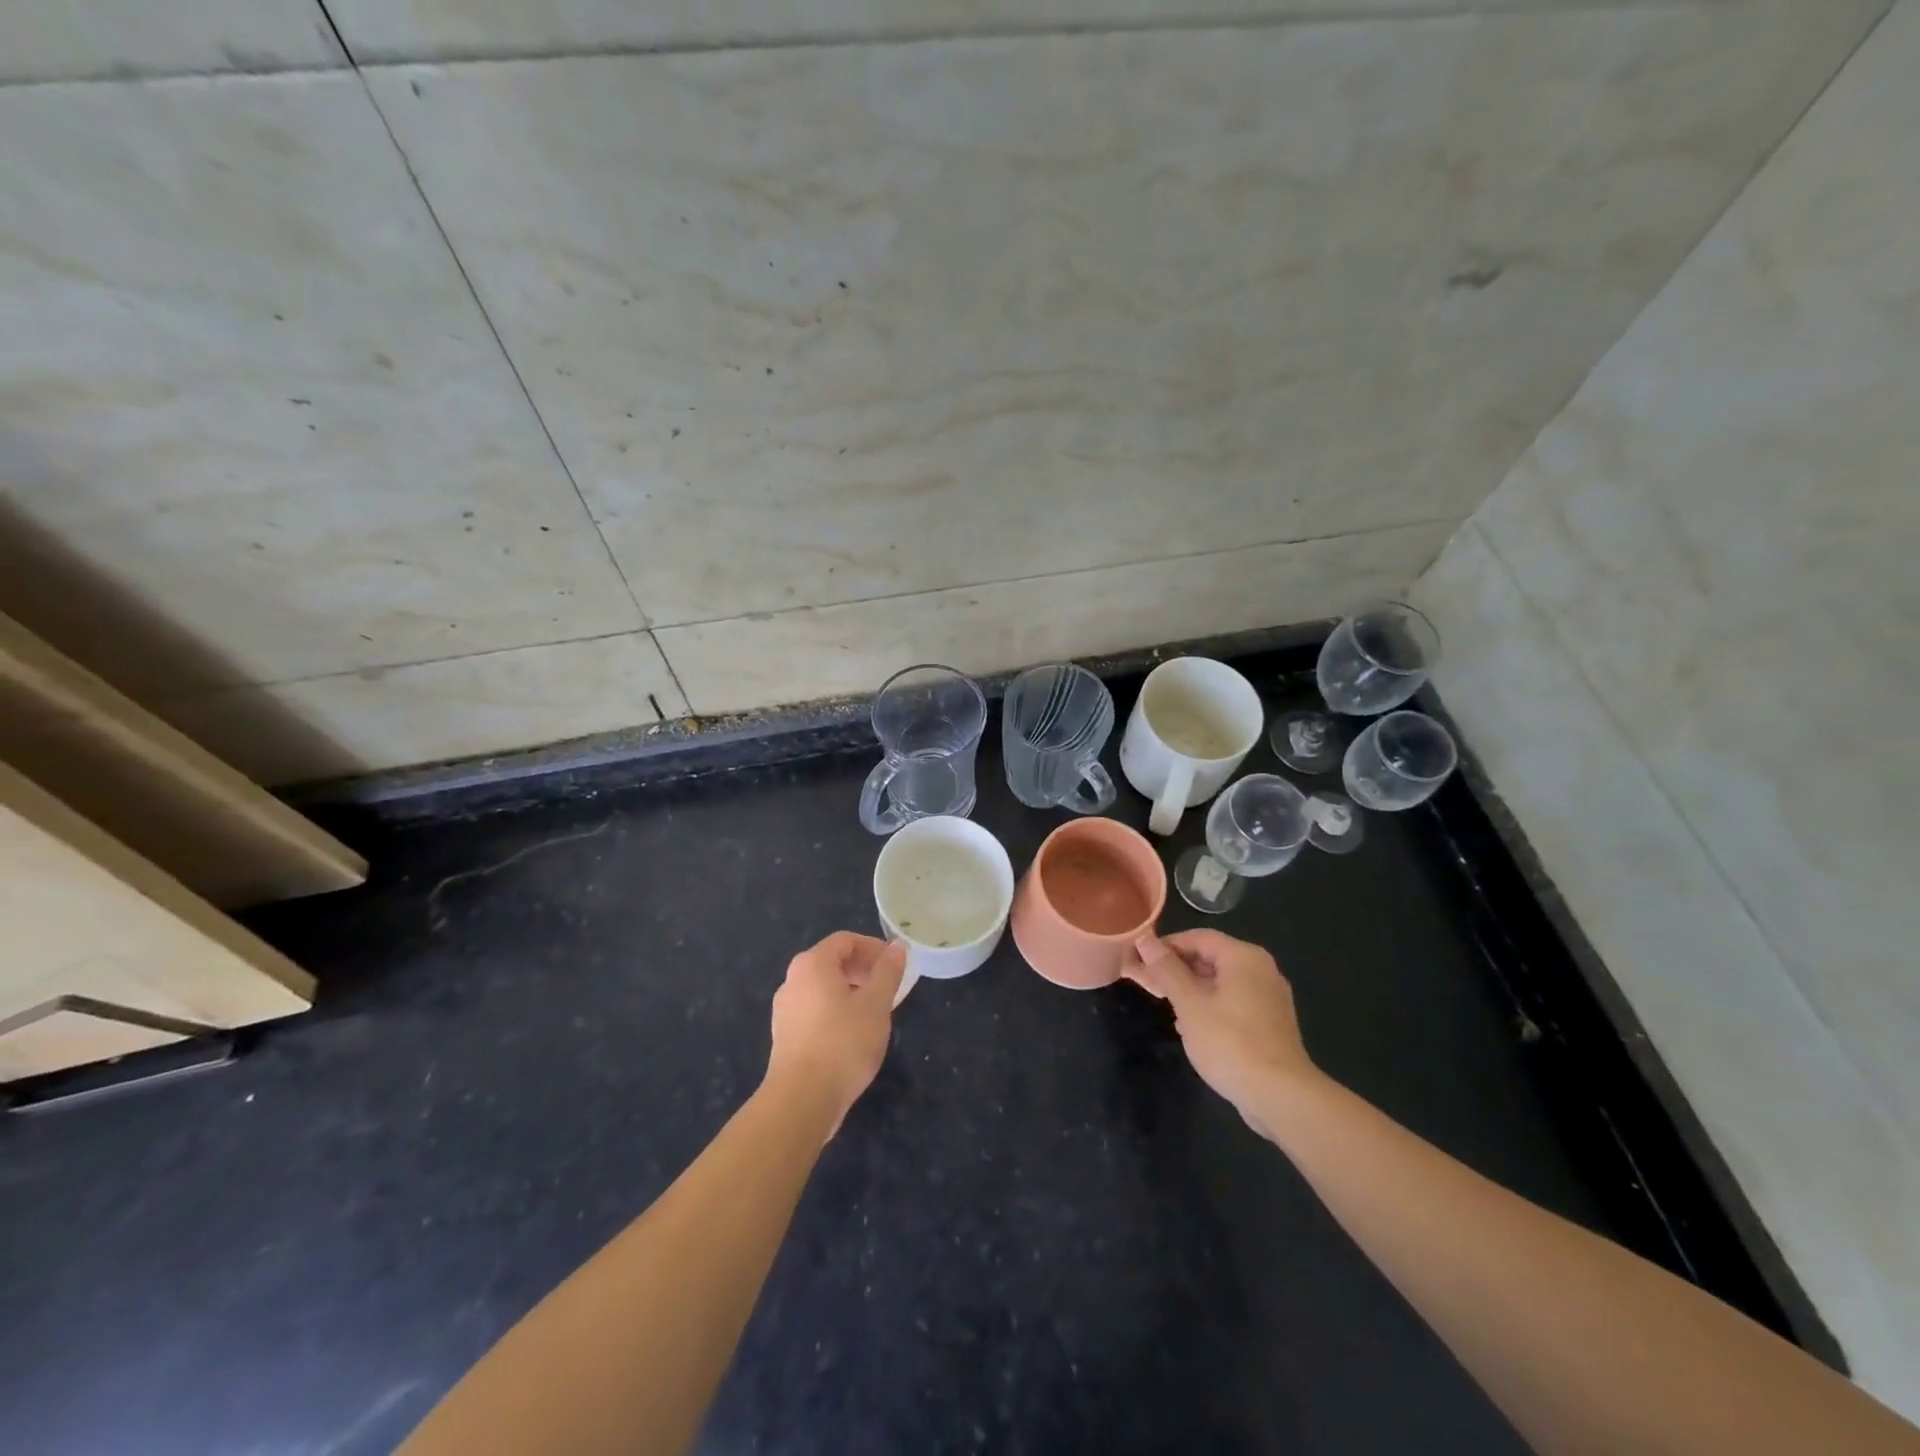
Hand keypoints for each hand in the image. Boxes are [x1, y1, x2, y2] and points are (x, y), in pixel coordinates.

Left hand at [766, 931, 905, 1135]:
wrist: (801, 1100)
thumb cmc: (843, 1043)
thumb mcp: (876, 1003)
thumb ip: (888, 972)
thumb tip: (896, 947)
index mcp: (812, 964)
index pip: (846, 940)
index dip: (874, 948)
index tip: (897, 966)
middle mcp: (793, 980)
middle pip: (833, 963)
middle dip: (864, 971)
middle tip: (890, 989)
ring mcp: (785, 1010)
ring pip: (824, 989)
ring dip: (852, 993)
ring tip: (876, 1014)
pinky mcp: (785, 1037)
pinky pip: (816, 1012)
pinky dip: (837, 1013)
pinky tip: (854, 1037)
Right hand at [1127, 929, 1317, 1136]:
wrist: (1281, 1097)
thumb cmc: (1230, 1043)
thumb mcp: (1190, 1004)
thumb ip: (1167, 970)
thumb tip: (1145, 940)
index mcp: (1244, 957)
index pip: (1198, 937)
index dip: (1166, 945)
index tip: (1140, 960)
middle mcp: (1261, 970)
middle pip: (1211, 957)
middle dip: (1177, 969)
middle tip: (1148, 983)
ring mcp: (1269, 998)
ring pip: (1221, 982)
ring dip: (1191, 990)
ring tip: (1166, 1006)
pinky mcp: (1270, 1023)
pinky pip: (1234, 1002)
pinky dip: (1211, 1007)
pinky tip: (1193, 1028)